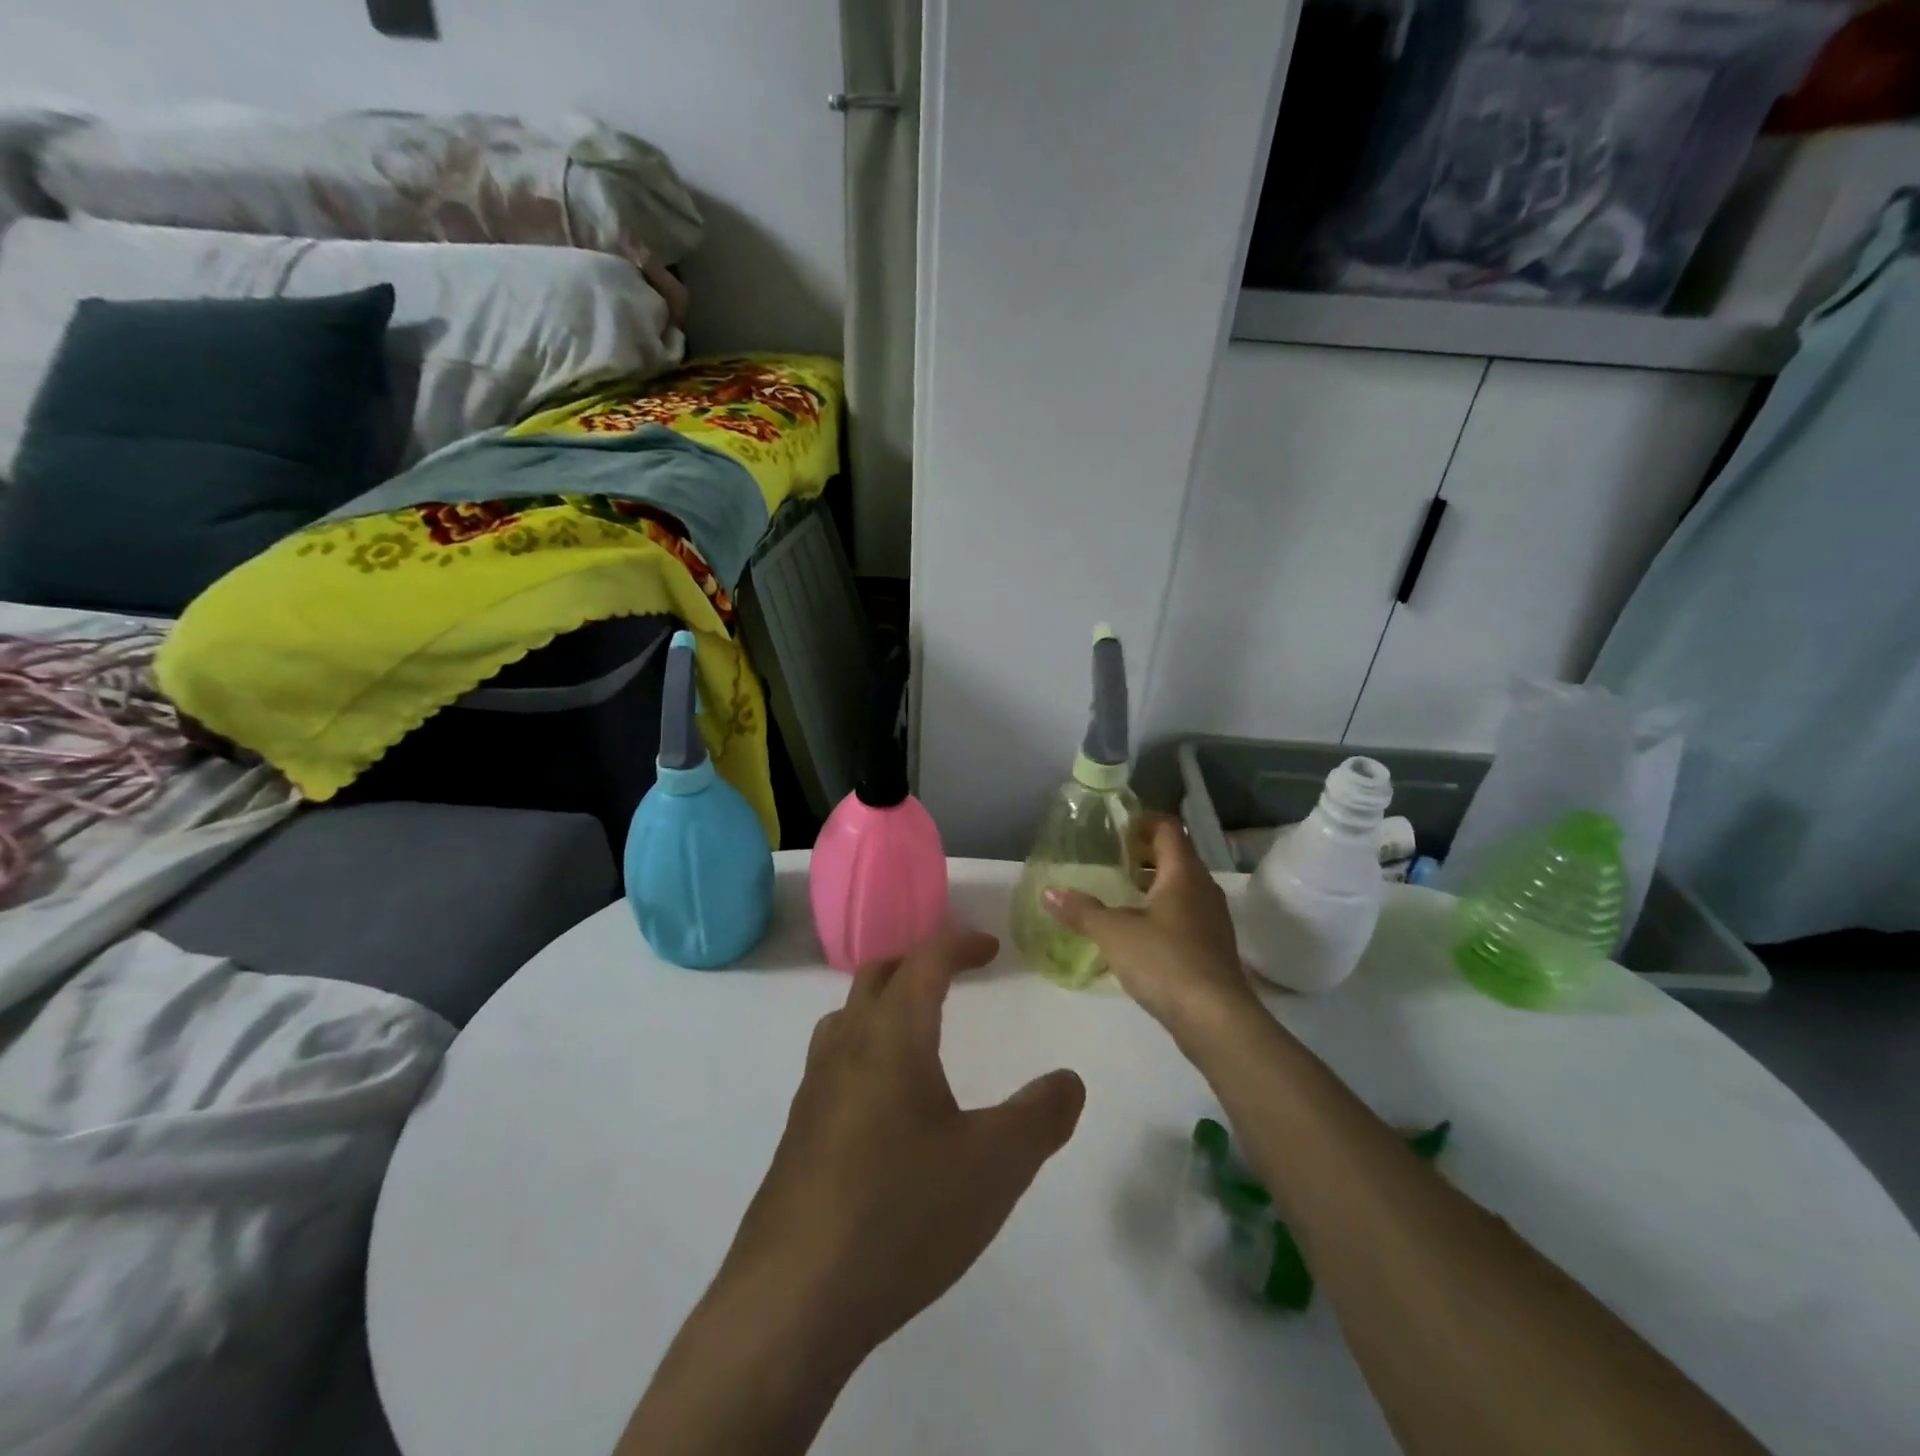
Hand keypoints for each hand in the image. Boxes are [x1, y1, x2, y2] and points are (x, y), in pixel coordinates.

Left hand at [716, 927, 1085, 1370]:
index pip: (925, 961)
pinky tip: (885, 1102)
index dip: (960, 943)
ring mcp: (814, 1089)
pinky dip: (864, 1048)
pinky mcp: (798, 1132)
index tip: (991, 948)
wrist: (792, 1300)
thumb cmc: (902, 1214)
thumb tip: (1069, 1079)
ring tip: (918, 1028)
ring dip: (883, 1003)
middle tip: (955, 974)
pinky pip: (833, 1061)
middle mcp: (846, 1046)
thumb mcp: (995, 1166)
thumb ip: (1041, 1116)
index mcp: (892, 1036)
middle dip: (918, 962)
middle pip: (878, 976)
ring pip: (847, 1016)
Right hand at [1044, 816, 1259, 1046]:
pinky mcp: (1212, 946)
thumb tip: (1049, 892)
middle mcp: (1203, 888)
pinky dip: (1162, 911)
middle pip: (1176, 856)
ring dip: (1153, 884)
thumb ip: (1082, 911)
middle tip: (1110, 860)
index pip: (1168, 828)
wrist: (1215, 1019)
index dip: (1142, 822)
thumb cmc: (1165, 961)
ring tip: (1119, 894)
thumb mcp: (1114, 933)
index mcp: (1183, 873)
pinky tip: (1138, 931)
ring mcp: (1212, 919)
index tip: (1115, 829)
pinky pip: (1185, 914)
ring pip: (1182, 887)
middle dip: (1144, 854)